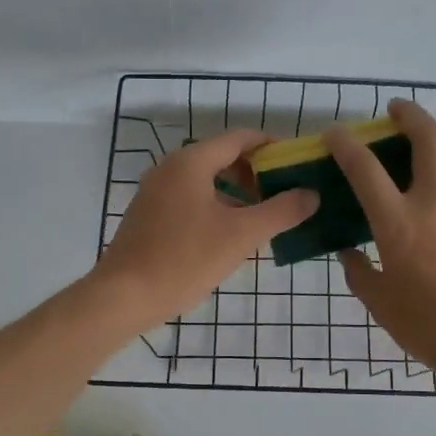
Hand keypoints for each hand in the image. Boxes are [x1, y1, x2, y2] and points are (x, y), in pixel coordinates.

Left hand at [93, 128, 318, 331]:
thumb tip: (311, 194)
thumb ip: (281, 211)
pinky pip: (189, 199)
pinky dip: (214, 206)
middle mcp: (170, 168)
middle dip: (255, 174)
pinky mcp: (148, 215)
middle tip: (283, 196)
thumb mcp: (241, 235)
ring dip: (236, 193)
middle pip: (222, 157)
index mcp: (191, 162)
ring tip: (261, 218)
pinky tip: (228, 236)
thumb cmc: (185, 259)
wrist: (123, 296)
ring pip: (205, 181)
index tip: (297, 165)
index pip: (240, 138)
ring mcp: (155, 192)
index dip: (272, 147)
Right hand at [327, 99, 435, 391]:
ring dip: (433, 137)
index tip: (334, 133)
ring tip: (418, 138)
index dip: (346, 145)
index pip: (365, 169)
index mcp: (399, 224)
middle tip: (394, 109)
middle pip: (427, 140)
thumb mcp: (383, 305)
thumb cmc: (433, 328)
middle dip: (410, 115)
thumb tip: (349, 253)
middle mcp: (435, 204)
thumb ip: (361, 274)